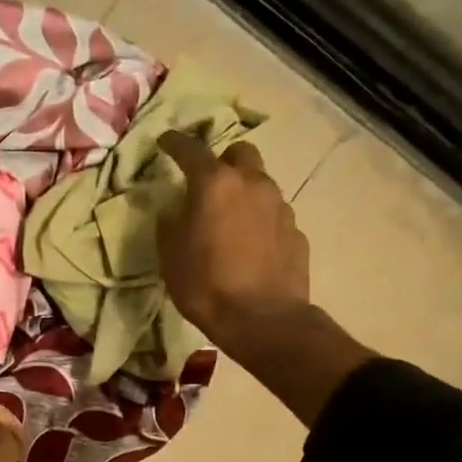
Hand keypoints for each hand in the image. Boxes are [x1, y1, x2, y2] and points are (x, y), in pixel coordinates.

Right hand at [157, 130, 310, 342]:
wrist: (262, 320)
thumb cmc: (206, 286)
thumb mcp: (170, 257)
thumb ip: (170, 224)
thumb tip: (174, 209)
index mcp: (214, 184)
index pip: (190, 149)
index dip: (174, 143)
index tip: (165, 142)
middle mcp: (251, 184)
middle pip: (240, 152)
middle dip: (223, 161)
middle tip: (208, 185)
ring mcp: (279, 206)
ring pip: (260, 183)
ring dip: (243, 193)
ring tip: (230, 221)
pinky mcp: (296, 231)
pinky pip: (273, 214)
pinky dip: (259, 221)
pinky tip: (250, 246)